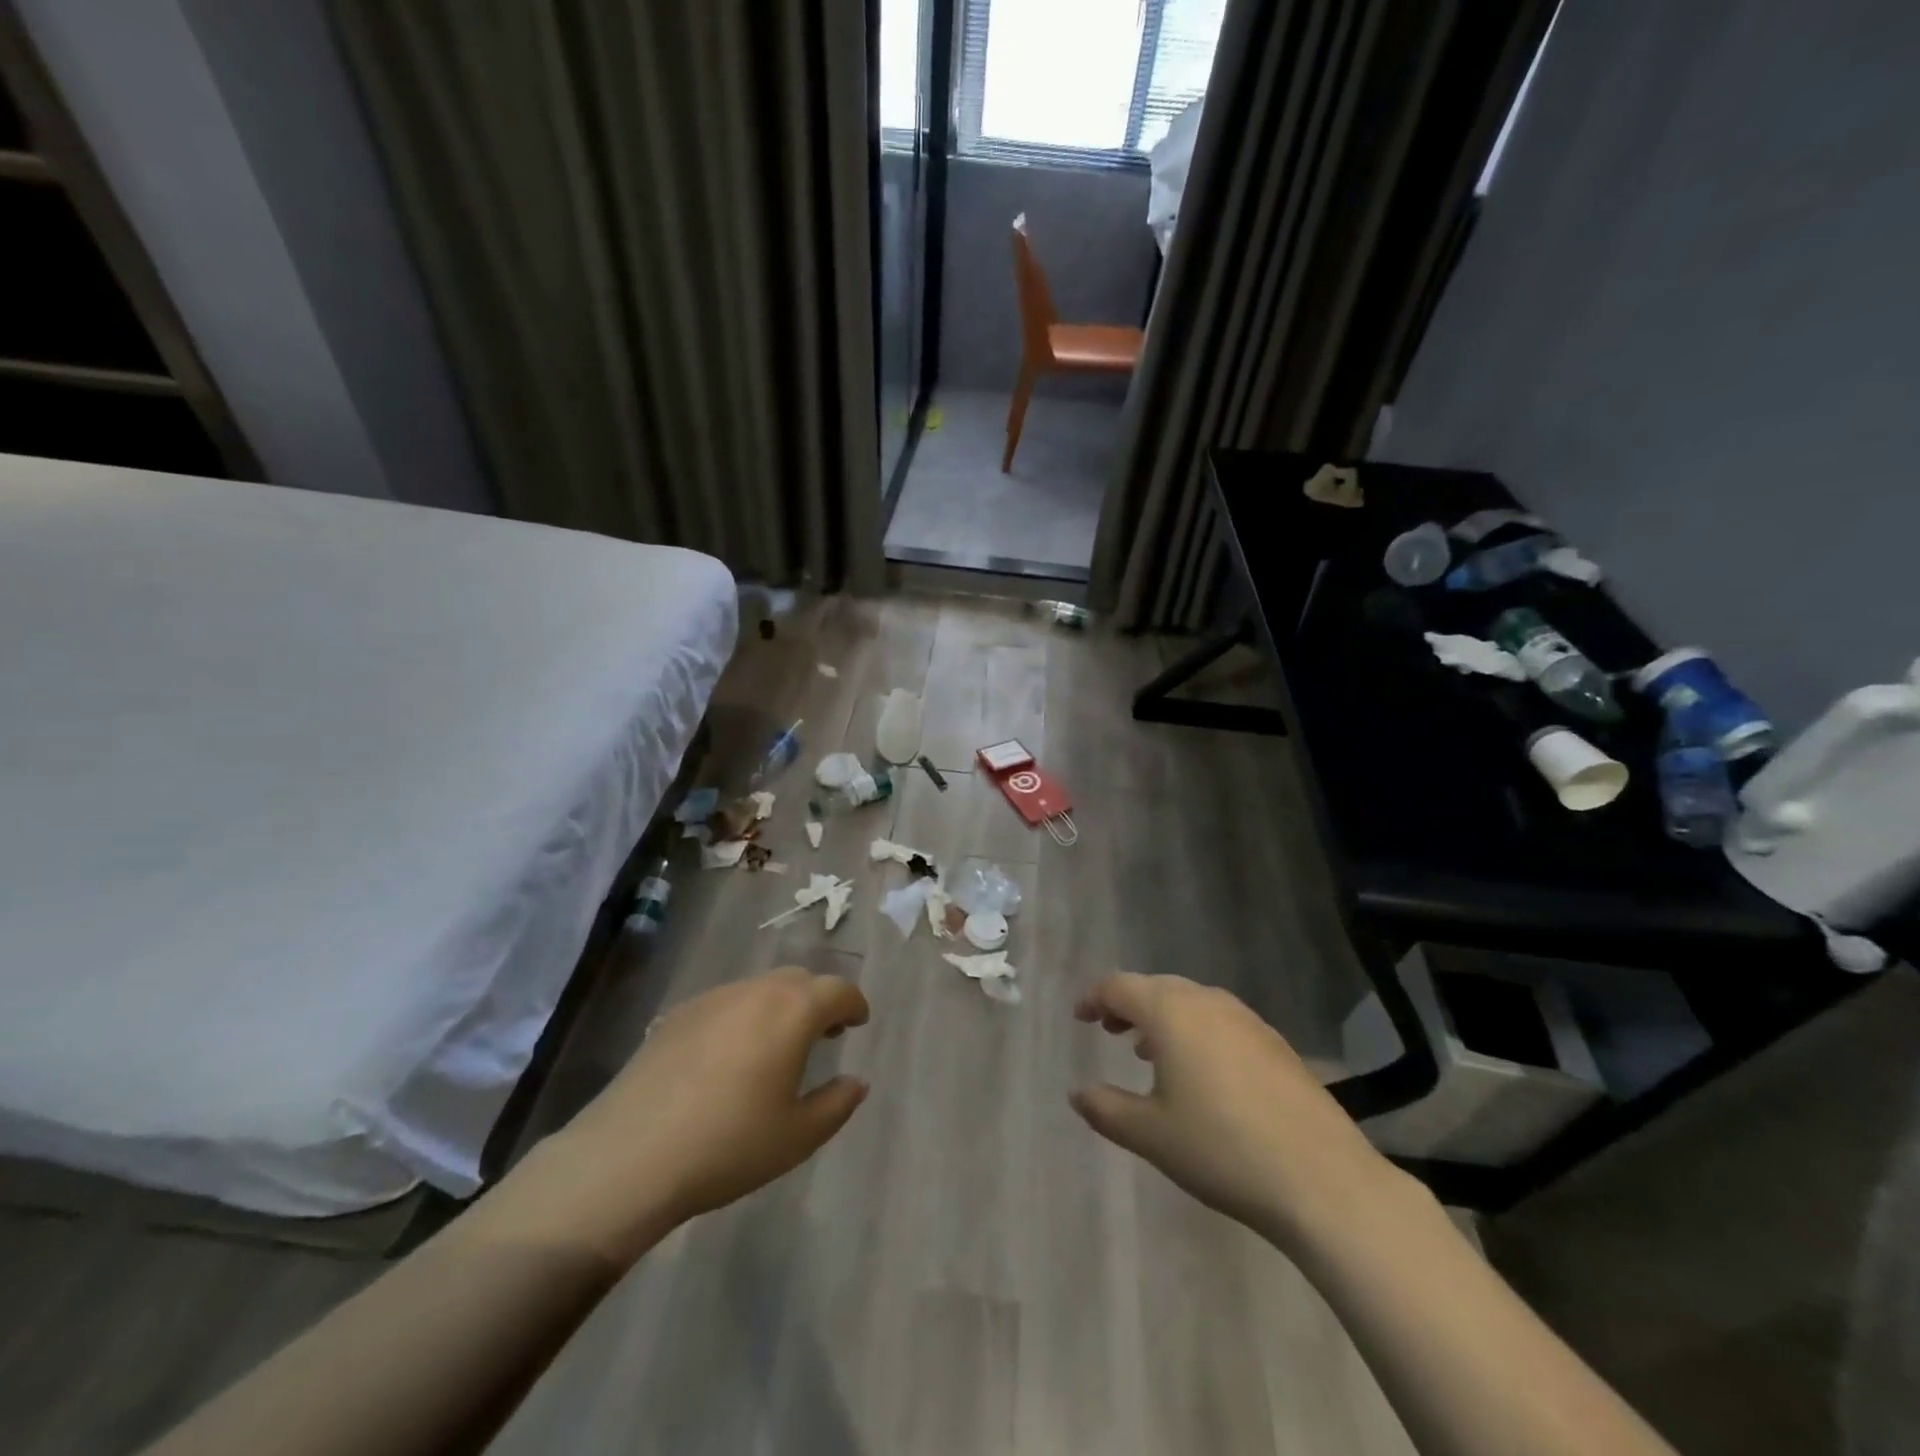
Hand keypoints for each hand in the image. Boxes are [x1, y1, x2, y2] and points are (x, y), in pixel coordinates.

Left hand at [527, 967, 869, 1261]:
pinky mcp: (678, 1014)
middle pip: (800, 980)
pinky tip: (730, 1056)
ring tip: (777, 1045)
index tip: (858, 1023)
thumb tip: (857, 1081)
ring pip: (761, 987)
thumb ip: (837, 1104)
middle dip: (818, 1000)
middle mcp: (756, 991)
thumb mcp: (797, 1137)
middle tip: (824, 1034)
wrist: (629, 1156)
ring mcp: (713, 998)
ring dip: (780, 1006)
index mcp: (793, 1011)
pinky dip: (743, 1016)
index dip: (854, 1004)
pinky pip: (726, 1002)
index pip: (838, 990)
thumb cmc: (727, 1146)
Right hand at [1071, 973, 1393, 1250]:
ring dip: (1163, 1018)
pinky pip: (1220, 1020)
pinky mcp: (1274, 1042)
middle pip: (1156, 987)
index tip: (1079, 1017)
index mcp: (1170, 1012)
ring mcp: (1246, 1019)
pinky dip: (1195, 1030)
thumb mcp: (1150, 1135)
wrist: (1322, 1179)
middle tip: (1109, 1030)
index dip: (1094, 998)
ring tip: (1148, 1051)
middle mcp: (1207, 1002)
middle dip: (1127, 1004)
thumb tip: (1077, 1093)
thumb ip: (1106, 1108)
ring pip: (1190, 1001)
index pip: (1119, 986)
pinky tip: (1200, 1071)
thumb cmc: (1221, 1149)